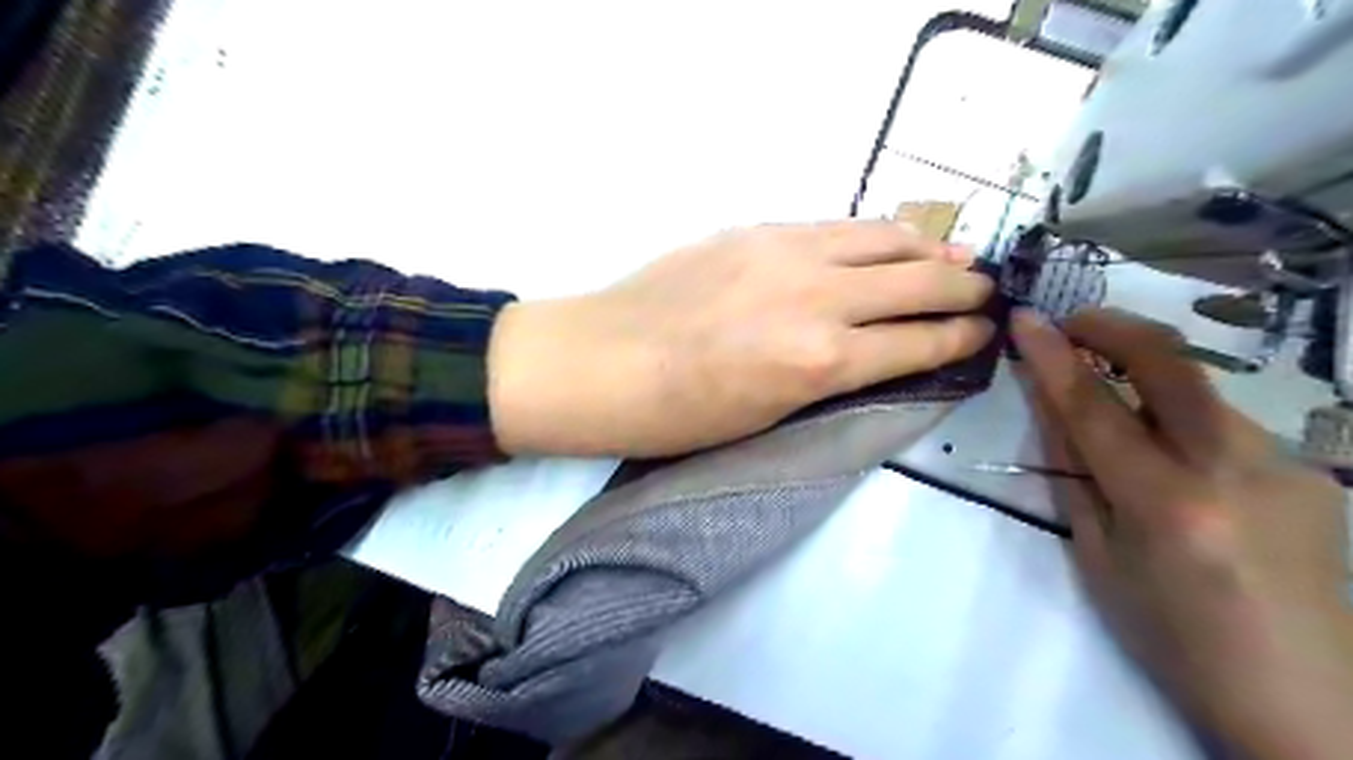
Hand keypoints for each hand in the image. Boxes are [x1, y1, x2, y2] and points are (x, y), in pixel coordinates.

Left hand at [488, 219, 989, 456]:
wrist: (601, 362)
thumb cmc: (678, 415)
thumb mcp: (766, 416)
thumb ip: (826, 376)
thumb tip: (870, 352)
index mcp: (821, 363)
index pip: (917, 344)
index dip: (960, 339)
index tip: (984, 333)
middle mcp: (819, 299)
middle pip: (917, 285)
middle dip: (962, 291)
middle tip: (986, 293)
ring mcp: (787, 253)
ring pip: (883, 240)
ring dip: (928, 252)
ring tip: (953, 259)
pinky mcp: (757, 229)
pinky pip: (836, 225)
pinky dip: (874, 234)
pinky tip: (887, 240)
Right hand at [1015, 305, 1352, 759]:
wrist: (1305, 696)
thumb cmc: (1171, 634)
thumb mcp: (1097, 555)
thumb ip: (1073, 471)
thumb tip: (1049, 406)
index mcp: (1167, 504)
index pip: (1095, 408)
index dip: (1053, 358)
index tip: (1024, 318)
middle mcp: (1235, 469)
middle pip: (1171, 365)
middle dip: (1114, 327)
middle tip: (1071, 322)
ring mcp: (1287, 464)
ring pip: (1201, 389)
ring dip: (1147, 373)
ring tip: (1111, 391)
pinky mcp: (1311, 469)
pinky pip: (1226, 422)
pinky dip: (1182, 416)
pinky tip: (1172, 451)